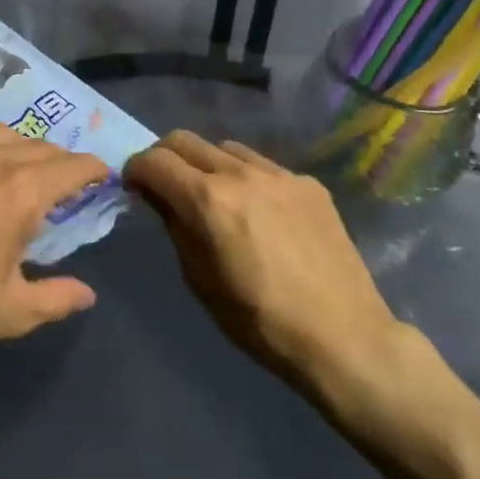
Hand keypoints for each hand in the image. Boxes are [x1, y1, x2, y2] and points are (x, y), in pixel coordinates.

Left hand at [0, 125, 105, 368]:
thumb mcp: (10, 311)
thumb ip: (55, 298)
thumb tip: (86, 294)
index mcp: (21, 191)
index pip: (71, 166)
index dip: (93, 168)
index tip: (102, 175)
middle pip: (39, 145)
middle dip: (60, 160)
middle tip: (65, 181)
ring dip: (21, 146)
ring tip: (20, 168)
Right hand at [124, 131, 408, 402]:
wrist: (345, 339)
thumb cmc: (260, 322)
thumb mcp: (200, 280)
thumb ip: (175, 227)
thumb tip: (158, 197)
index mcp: (208, 201)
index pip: (154, 160)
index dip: (135, 170)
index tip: (134, 187)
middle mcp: (241, 174)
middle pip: (185, 140)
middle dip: (164, 157)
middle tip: (165, 185)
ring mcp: (279, 175)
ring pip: (225, 148)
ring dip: (206, 164)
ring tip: (214, 196)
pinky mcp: (308, 184)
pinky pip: (263, 166)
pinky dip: (246, 178)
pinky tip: (259, 212)